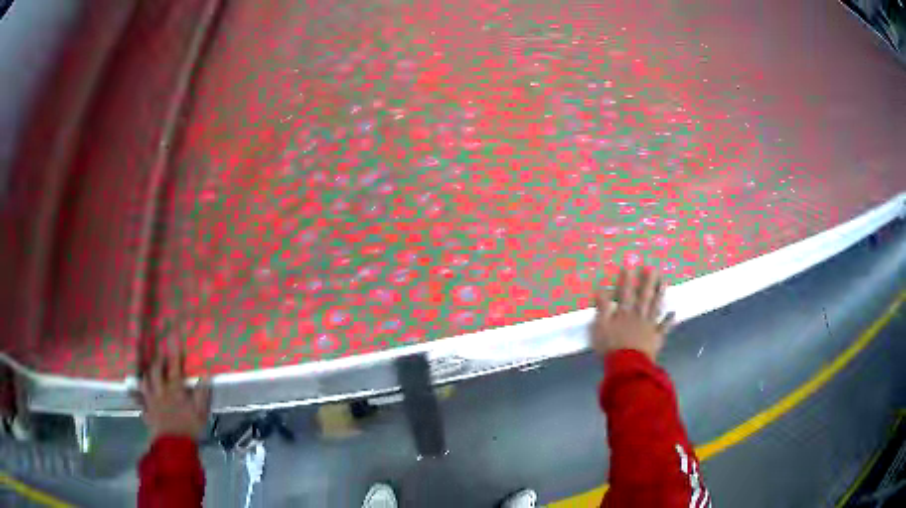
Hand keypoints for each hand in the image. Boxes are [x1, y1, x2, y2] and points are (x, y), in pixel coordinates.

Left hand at [135, 346, 210, 440]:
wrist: (173, 446)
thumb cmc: (189, 428)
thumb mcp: (201, 413)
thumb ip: (201, 394)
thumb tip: (204, 375)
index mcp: (174, 390)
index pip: (174, 366)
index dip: (174, 350)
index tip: (173, 334)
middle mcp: (160, 391)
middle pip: (155, 370)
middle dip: (157, 361)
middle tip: (161, 356)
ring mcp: (152, 401)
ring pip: (145, 381)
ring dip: (147, 374)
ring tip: (149, 371)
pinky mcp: (147, 411)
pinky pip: (140, 400)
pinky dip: (136, 394)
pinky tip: (134, 392)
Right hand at [591, 266, 676, 361]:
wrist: (628, 365)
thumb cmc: (611, 346)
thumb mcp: (600, 327)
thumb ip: (602, 308)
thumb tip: (600, 289)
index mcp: (624, 313)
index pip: (625, 293)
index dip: (626, 279)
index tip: (629, 265)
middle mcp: (638, 315)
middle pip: (644, 296)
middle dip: (648, 281)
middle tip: (653, 268)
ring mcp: (649, 326)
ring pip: (655, 307)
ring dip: (660, 294)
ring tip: (664, 281)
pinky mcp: (656, 337)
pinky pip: (663, 328)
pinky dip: (669, 321)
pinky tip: (674, 313)